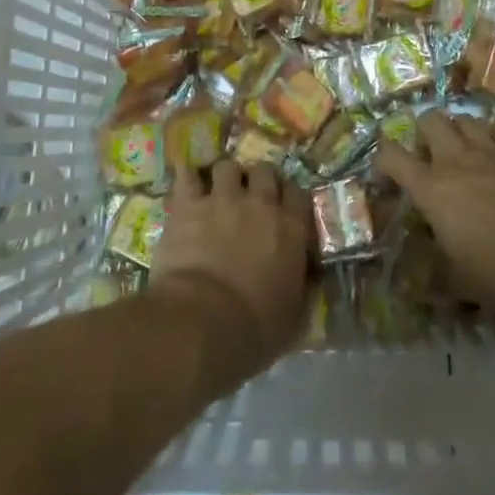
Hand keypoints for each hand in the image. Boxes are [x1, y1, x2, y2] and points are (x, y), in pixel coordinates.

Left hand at [149, 160, 310, 380]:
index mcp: (291, 228)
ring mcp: (223, 199)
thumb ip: (303, 288)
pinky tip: (185, 186)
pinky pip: (186, 174)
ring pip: (227, 166)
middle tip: (249, 199)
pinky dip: (187, 177)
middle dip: (257, 181)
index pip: (298, 194)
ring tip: (216, 193)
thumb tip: (308, 277)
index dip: (289, 199)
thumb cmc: (255, 328)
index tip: (282, 211)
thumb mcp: (295, 316)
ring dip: (223, 178)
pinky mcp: (188, 204)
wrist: (202, 323)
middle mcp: (260, 203)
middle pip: (264, 171)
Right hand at [375, 110, 494, 316]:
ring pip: (465, 119)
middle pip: (429, 119)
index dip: (382, 158)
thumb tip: (412, 284)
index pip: (391, 155)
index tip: (387, 175)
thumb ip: (433, 274)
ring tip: (465, 153)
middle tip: (431, 156)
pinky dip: (492, 143)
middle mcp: (456, 159)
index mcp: (431, 189)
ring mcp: (492, 150)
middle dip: (424, 132)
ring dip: (458, 132)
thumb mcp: (459, 283)